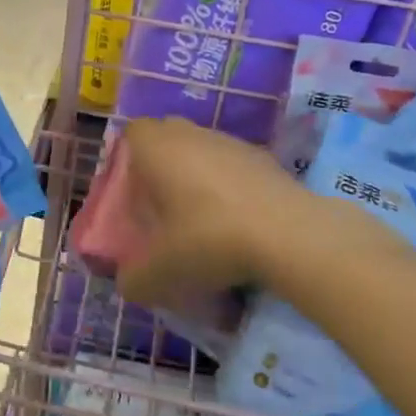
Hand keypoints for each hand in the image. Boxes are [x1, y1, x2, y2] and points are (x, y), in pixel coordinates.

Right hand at [114, 117, 322, 308]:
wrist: (288, 234)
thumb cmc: (208, 239)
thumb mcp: (159, 272)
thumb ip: (133, 279)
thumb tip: (128, 282)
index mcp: (157, 147)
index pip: (132, 133)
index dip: (127, 159)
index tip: (131, 193)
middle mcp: (192, 134)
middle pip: (168, 137)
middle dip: (161, 165)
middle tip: (161, 205)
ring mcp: (231, 142)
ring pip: (203, 150)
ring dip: (197, 175)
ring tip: (201, 219)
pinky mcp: (264, 158)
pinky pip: (234, 166)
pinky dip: (230, 187)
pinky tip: (236, 222)